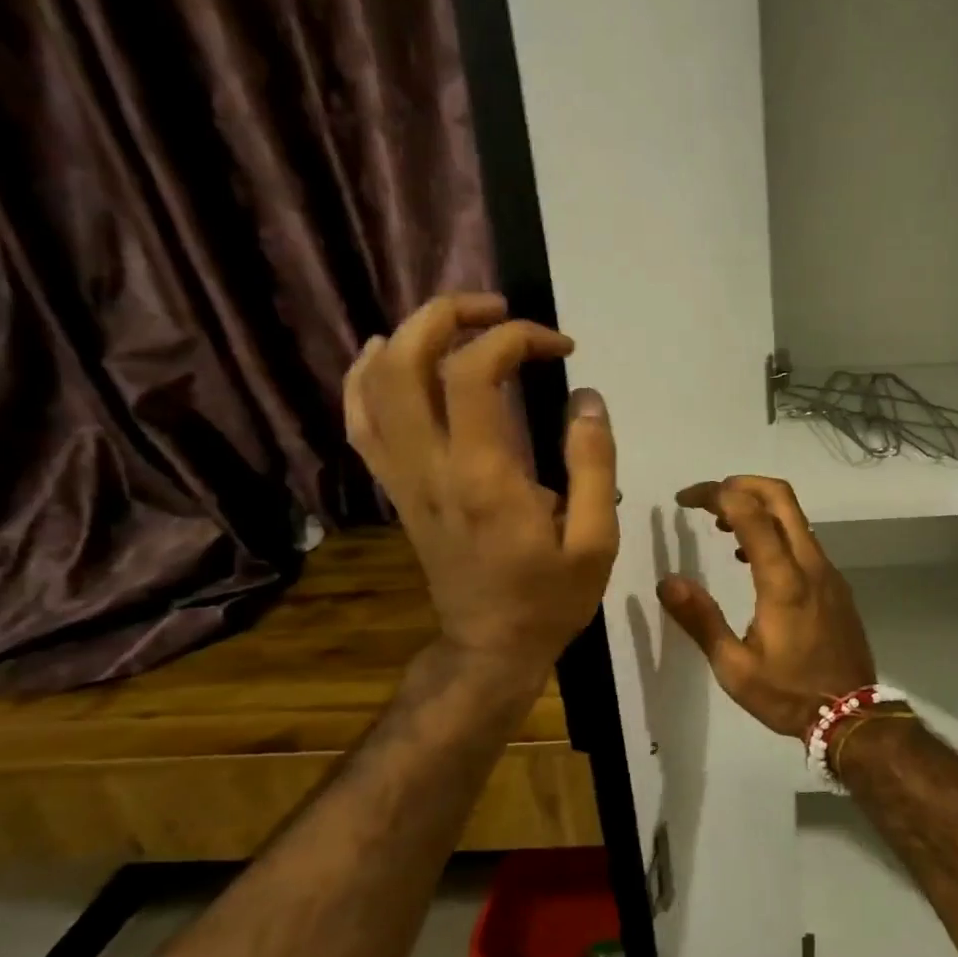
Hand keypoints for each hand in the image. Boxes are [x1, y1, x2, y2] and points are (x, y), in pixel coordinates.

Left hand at [343, 293, 618, 701]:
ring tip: (459, 322)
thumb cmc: (550, 596)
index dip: (515, 338)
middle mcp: (431, 466)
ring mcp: (404, 476)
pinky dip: (368, 375)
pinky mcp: (397, 487)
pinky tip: (390, 353)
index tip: (560, 347)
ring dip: (412, 334)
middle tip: (500, 310)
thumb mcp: (596, 540)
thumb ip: (594, 465)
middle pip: (407, 360)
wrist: (491, 646)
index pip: (473, 373)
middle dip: (450, 314)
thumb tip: (586, 398)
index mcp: (484, 477)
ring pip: (375, 383)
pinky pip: (361, 420)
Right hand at [659, 476, 875, 737]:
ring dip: (758, 508)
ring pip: (795, 517)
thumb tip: (668, 581)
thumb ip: (701, 620)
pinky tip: (750, 560)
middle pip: (781, 497)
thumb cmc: (789, 694)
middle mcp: (811, 565)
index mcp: (783, 581)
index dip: (716, 494)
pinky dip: (775, 531)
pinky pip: (804, 540)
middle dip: (741, 484)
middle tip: (707, 500)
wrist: (851, 716)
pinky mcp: (835, 584)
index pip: (751, 513)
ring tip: (721, 528)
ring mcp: (828, 572)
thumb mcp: (735, 668)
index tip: (685, 499)